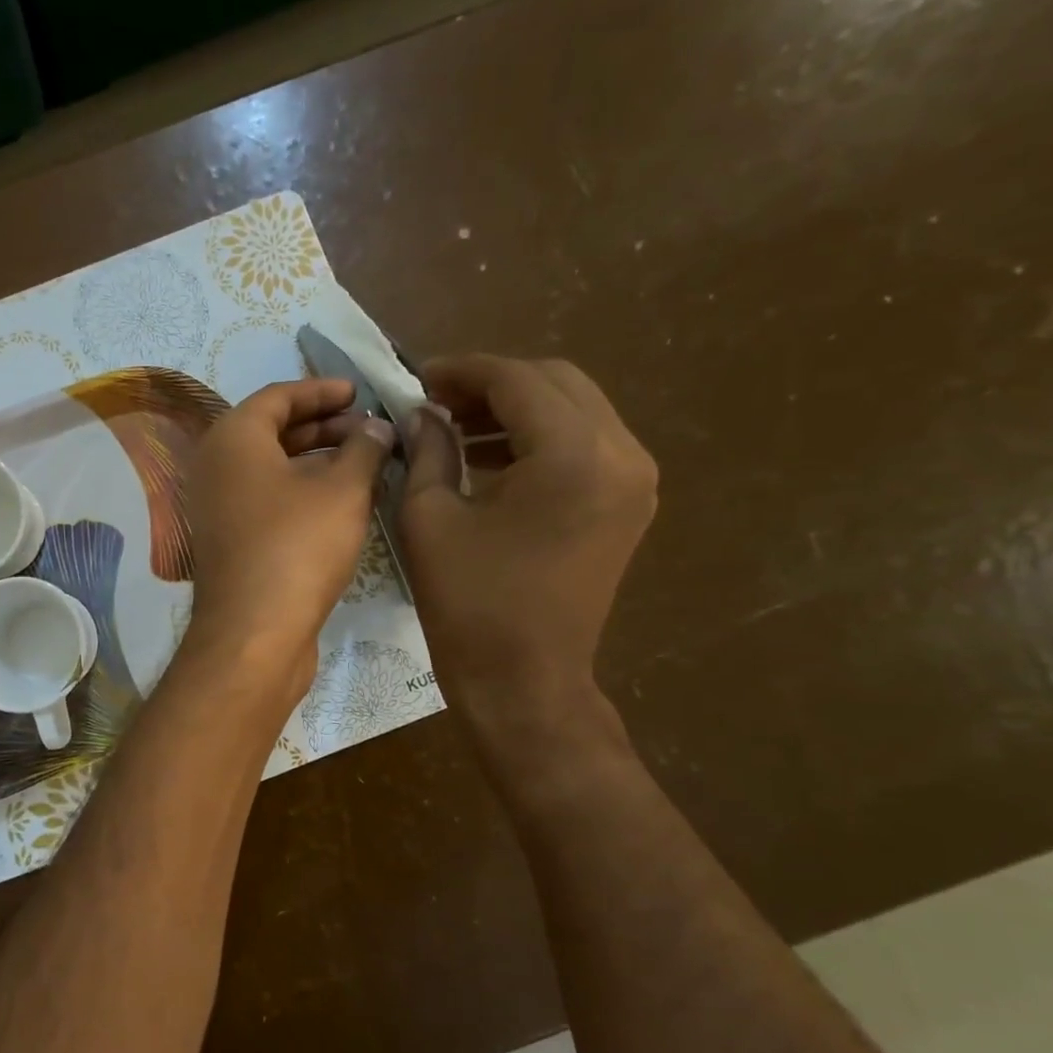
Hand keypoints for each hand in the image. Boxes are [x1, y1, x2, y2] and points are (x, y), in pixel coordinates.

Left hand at [184, 378, 394, 695]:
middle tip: (370, 430)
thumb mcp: (343, 490)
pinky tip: (341, 503)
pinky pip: (267, 499)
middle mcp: (215, 466)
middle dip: (324, 426)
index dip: (322, 390)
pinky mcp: (229, 541)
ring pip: (272, 468)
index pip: (278, 395)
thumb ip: (364, 448)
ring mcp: (218, 507)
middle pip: (273, 430)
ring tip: (365, 464)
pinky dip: (302, 491)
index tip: (359, 392)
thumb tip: (377, 428)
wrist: (254, 633)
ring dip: (317, 460)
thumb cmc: (298, 547)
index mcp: (232, 438)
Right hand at [400, 355, 656, 736]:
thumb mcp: (429, 518)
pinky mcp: (629, 502)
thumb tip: (423, 413)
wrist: (524, 681)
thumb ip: (428, 449)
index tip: (418, 378)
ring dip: (516, 408)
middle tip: (436, 403)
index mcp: (571, 455)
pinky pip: (585, 443)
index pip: (516, 379)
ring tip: (457, 429)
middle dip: (491, 384)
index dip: (461, 372)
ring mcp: (634, 478)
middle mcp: (620, 453)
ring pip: (574, 408)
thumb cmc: (469, 604)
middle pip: (555, 381)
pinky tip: (491, 458)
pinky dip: (539, 437)